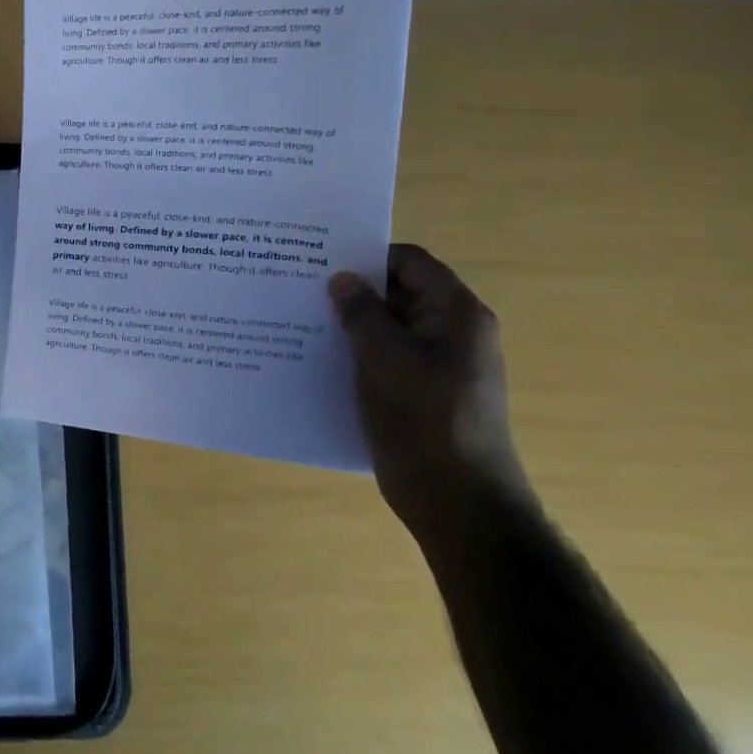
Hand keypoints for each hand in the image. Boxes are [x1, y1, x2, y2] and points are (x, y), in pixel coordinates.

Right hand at [328, 244, 531, 545]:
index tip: (319, 258)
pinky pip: (382, 356)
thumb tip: (342, 279)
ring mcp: (434, 363)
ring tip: (297, 317)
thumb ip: (362, 313)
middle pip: (397, 292)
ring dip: (348, 322)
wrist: (455, 497)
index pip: (410, 262)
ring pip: (385, 326)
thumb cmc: (424, 418)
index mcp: (456, 314)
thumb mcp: (386, 357)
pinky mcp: (416, 390)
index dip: (367, 255)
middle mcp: (450, 332)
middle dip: (351, 289)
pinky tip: (313, 355)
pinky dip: (352, 351)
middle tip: (298, 285)